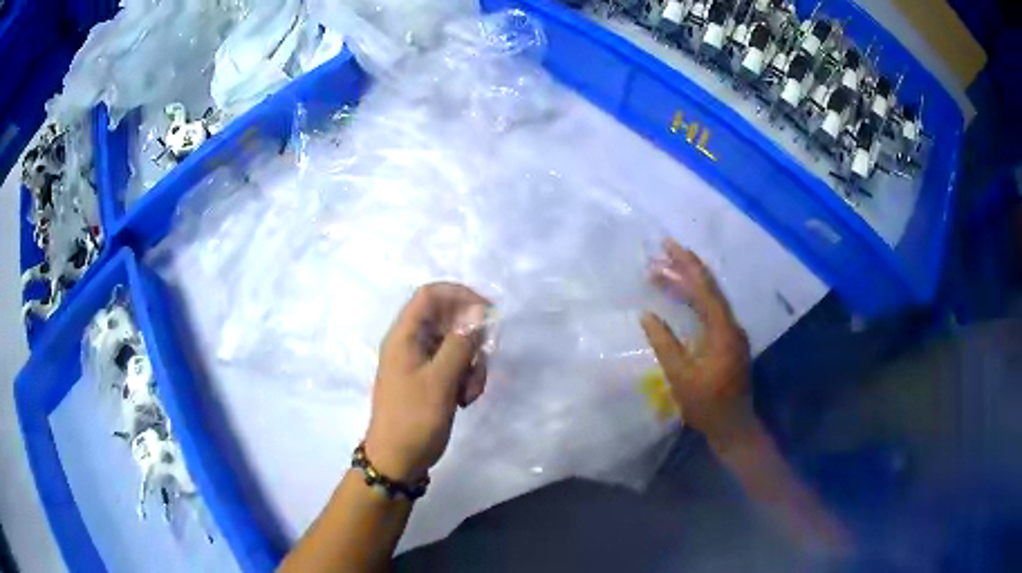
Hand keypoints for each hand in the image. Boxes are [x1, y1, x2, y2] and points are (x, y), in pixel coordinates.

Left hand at [364, 283, 489, 482]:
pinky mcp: (430, 380)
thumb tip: (478, 311)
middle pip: (449, 320)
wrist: (398, 459)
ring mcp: (421, 362)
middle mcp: (412, 343)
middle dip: (472, 339)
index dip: (460, 295)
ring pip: (456, 345)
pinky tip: (465, 400)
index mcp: (405, 336)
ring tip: (470, 393)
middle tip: (486, 358)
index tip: (488, 312)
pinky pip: (454, 366)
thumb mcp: (440, 381)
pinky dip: (466, 378)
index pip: (431, 294)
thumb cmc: (414, 419)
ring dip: (472, 364)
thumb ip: (460, 344)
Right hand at [640, 239, 753, 451]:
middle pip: (709, 289)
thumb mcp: (681, 377)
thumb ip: (665, 344)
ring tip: (661, 274)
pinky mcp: (727, 342)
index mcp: (723, 330)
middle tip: (658, 256)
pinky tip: (679, 299)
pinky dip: (693, 301)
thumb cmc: (707, 405)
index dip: (686, 265)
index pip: (705, 288)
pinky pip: (710, 312)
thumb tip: (647, 315)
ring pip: (709, 300)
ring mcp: (731, 333)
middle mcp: (731, 325)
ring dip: (687, 285)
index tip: (668, 246)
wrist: (733, 426)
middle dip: (684, 270)